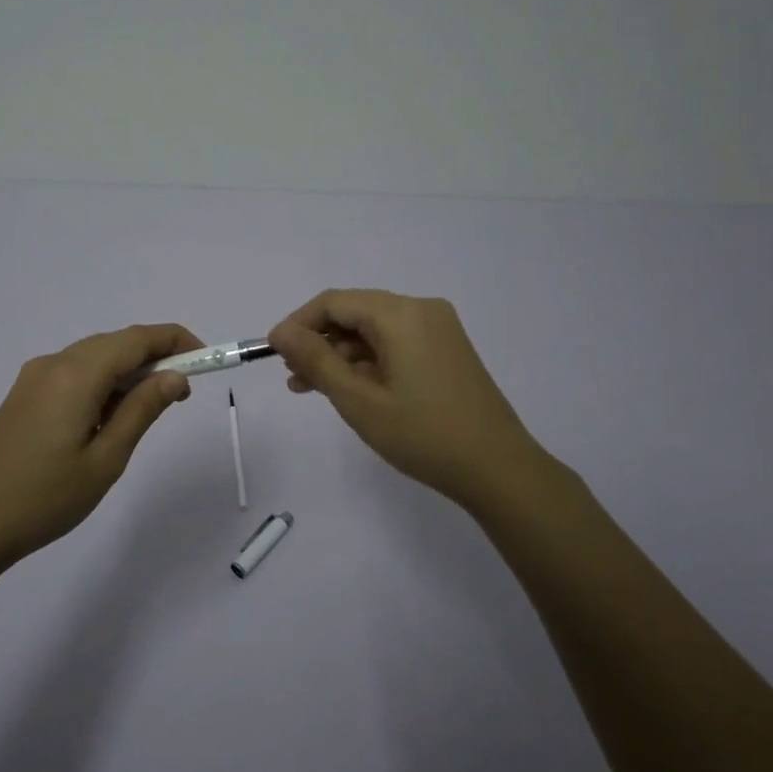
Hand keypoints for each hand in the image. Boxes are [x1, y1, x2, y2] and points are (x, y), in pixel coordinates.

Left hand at [0, 324, 200, 568]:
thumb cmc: (46, 498)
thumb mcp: (107, 458)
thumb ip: (143, 409)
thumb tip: (175, 377)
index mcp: (76, 374)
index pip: (137, 339)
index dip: (175, 341)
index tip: (205, 358)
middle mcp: (54, 363)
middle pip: (115, 343)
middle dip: (155, 357)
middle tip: (183, 392)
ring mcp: (34, 377)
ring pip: (94, 356)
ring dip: (128, 370)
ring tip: (150, 407)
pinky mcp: (24, 394)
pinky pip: (74, 372)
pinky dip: (102, 381)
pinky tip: (109, 415)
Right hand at [268, 289, 551, 509]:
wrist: (499, 469)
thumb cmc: (423, 435)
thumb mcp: (359, 400)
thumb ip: (316, 361)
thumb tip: (281, 332)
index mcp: (401, 314)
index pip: (335, 302)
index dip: (299, 324)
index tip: (273, 353)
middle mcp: (422, 310)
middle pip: (355, 313)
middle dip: (319, 341)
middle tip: (293, 377)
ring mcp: (439, 330)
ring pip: (374, 330)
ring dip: (342, 355)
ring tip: (313, 388)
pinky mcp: (447, 350)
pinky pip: (396, 343)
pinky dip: (369, 362)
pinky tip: (350, 388)